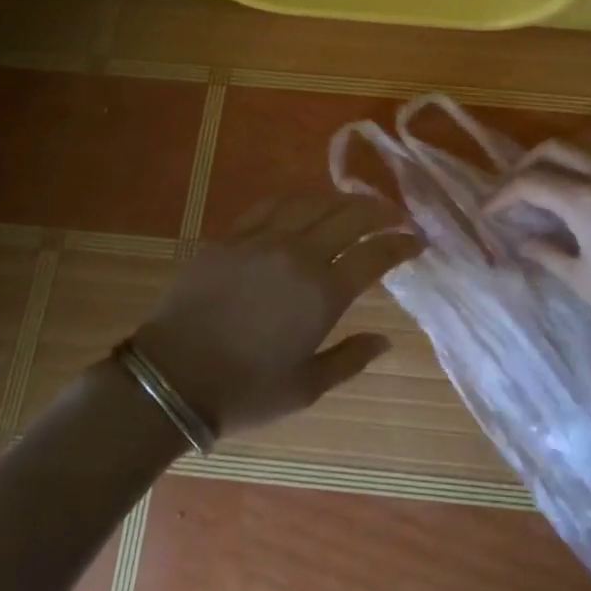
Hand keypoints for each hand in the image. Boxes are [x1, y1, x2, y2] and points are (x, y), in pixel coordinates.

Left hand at [129, 194, 418, 436]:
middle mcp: (300, 254)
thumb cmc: (244, 390)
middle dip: (380, 210)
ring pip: (314, 202)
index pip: (376, 253)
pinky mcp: (234, 236)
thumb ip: (350, 358)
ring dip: (342, 199)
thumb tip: (386, 339)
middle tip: (395, 214)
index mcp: (323, 293)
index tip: (418, 240)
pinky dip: (298, 201)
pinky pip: (273, 205)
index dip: (402, 242)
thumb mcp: (305, 388)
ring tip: (355, 205)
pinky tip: (304, 206)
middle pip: (350, 215)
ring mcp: (265, 239)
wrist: (171, 377)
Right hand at [486, 139, 590, 367]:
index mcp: (586, 200)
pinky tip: (580, 190)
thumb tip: (522, 241)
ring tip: (544, 181)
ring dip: (558, 154)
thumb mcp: (584, 282)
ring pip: (585, 141)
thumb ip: (547, 253)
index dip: (503, 194)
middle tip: (512, 190)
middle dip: (526, 164)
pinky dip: (584, 160)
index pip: (531, 182)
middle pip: (555, 147)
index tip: (488, 210)